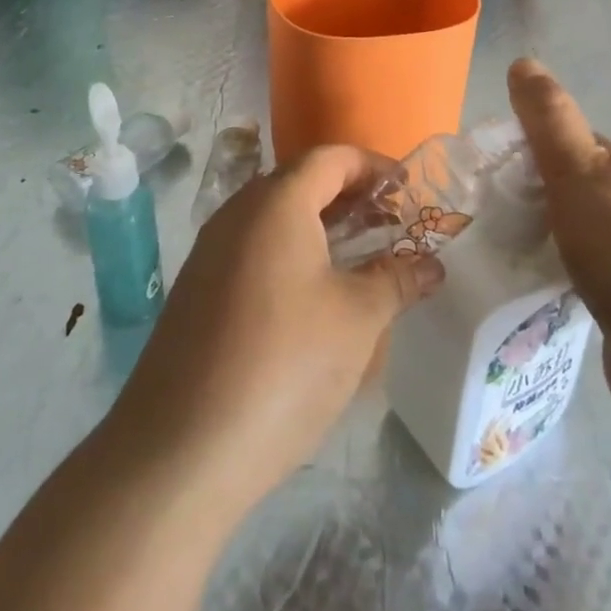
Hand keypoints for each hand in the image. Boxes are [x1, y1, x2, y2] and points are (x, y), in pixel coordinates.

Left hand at [107, 146, 443, 516]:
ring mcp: (210, 253)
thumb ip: (398, 279)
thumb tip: (431, 265)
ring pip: (274, 219)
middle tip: (389, 226)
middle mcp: (236, 214)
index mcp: (276, 203)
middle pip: (300, 183)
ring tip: (359, 260)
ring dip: (319, 228)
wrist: (179, 452)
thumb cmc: (284, 365)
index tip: (407, 190)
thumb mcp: (357, 319)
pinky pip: (253, 250)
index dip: (373, 166)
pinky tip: (313, 299)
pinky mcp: (196, 292)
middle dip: (349, 197)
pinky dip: (290, 255)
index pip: (330, 158)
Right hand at [507, 58, 610, 434]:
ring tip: (497, 250)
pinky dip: (558, 273)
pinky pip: (584, 274)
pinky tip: (533, 286)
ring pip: (577, 232)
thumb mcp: (577, 173)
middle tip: (483, 213)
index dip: (528, 147)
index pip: (570, 143)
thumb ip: (549, 121)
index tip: (486, 169)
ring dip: (544, 236)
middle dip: (531, 195)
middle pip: (572, 188)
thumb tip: (523, 60)